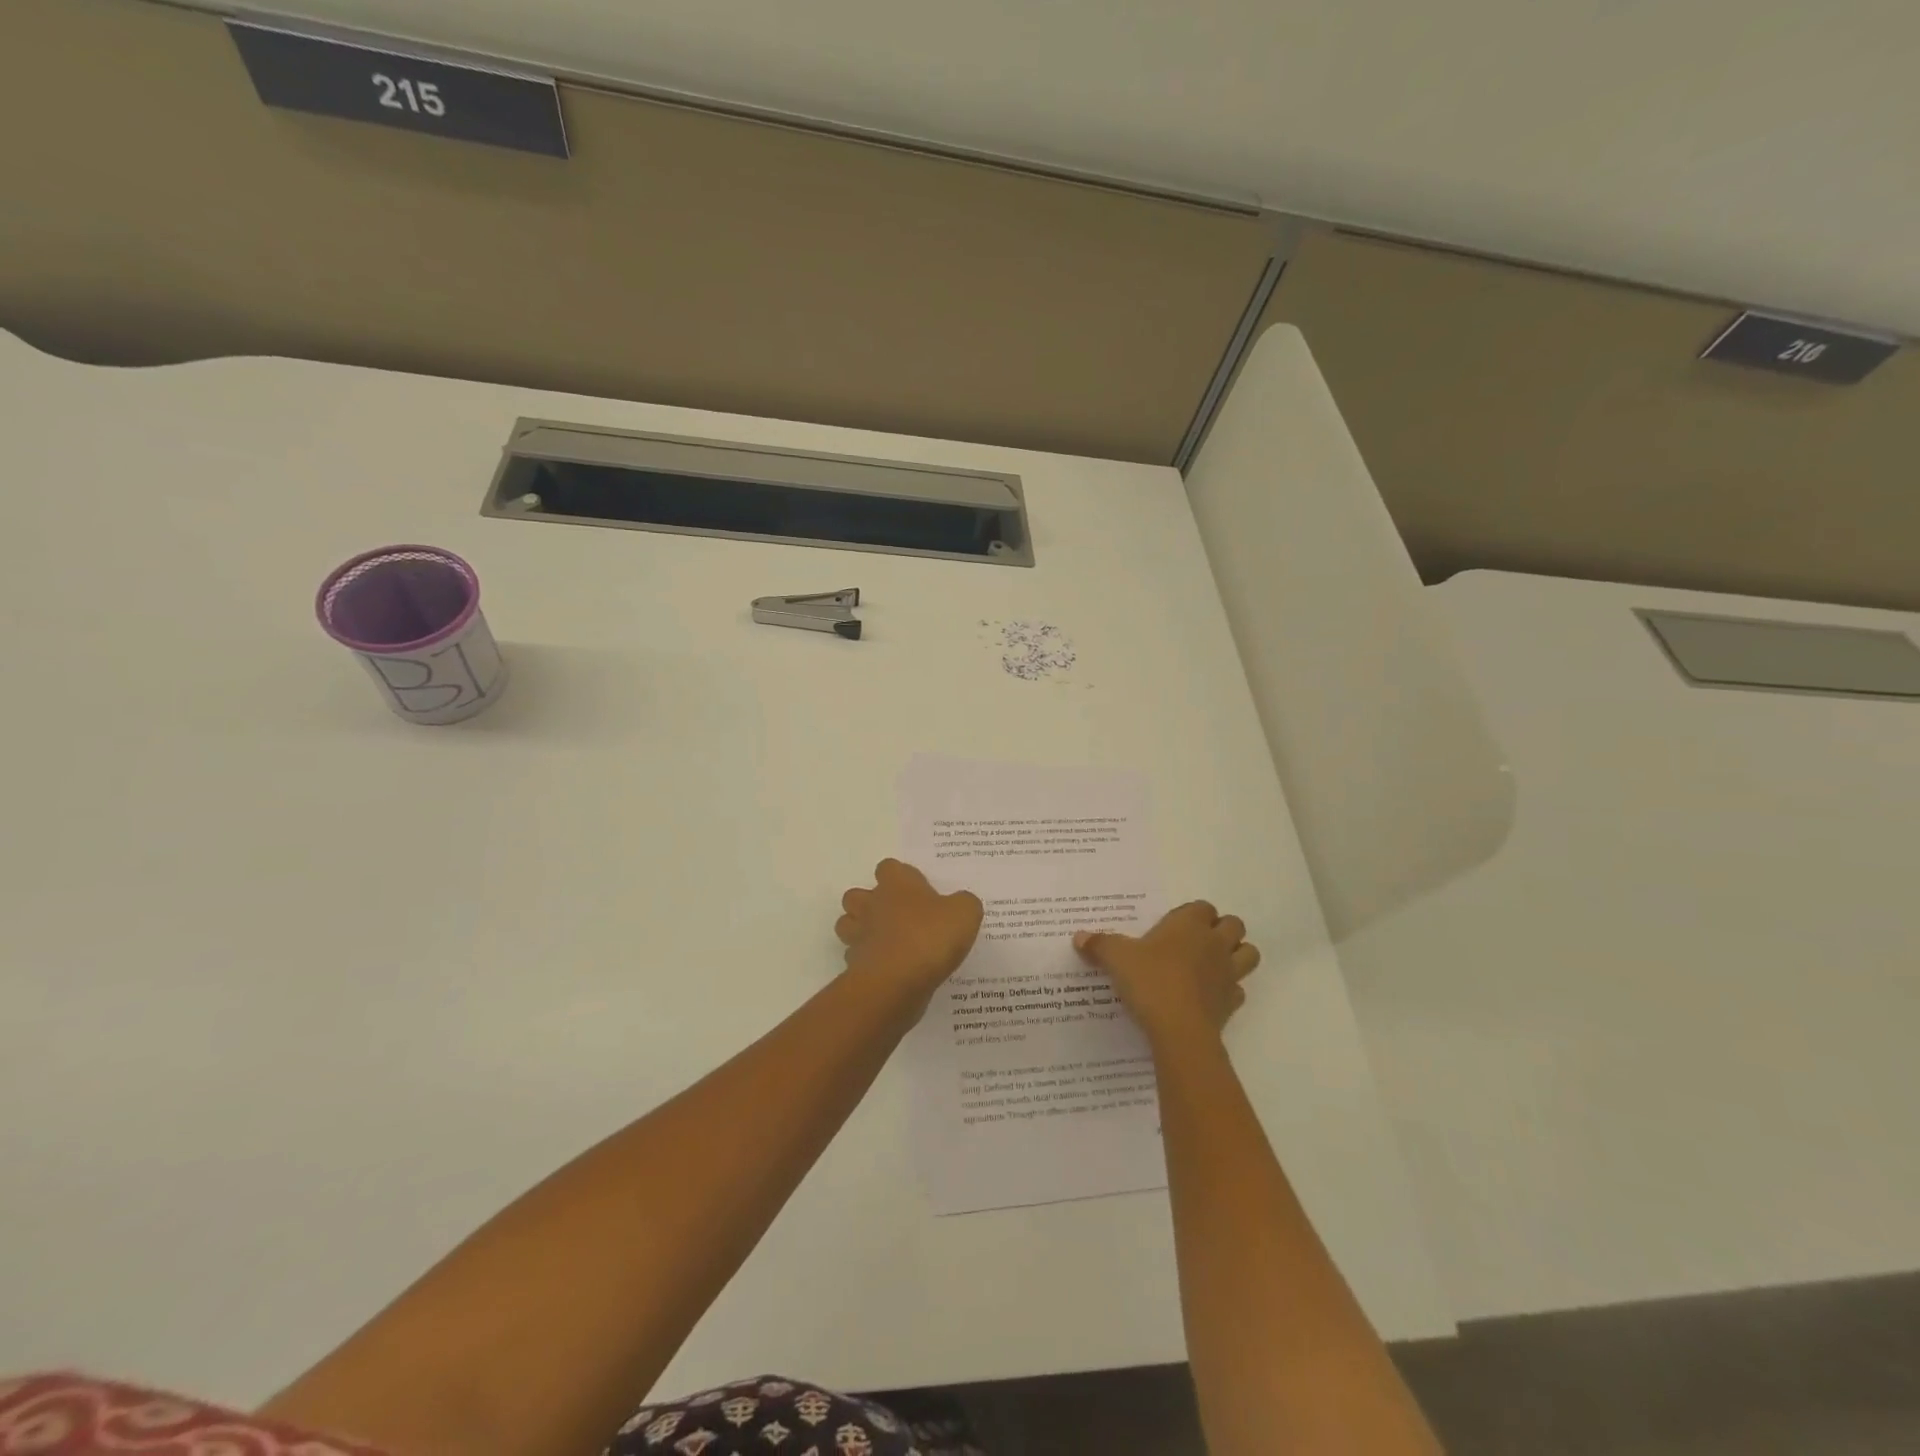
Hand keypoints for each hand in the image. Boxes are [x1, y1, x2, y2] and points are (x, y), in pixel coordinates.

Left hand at [836, 859, 983, 1000]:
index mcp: (897, 885)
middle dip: (871, 903)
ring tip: (887, 942)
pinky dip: (867, 961)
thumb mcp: (965, 913)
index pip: (889, 867)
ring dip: (862, 930)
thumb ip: (963, 903)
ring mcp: (859, 935)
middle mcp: (872, 904)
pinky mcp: (854, 965)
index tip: (918, 891)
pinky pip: (855, 957)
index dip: (901, 877)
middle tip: (898, 917)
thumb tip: (959, 904)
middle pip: (857, 895)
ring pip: (848, 924)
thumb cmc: (930, 937)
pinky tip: (888, 970)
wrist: (897, 982)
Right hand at [1073, 901, 1260, 1045]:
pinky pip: (1238, 990)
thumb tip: (1079, 937)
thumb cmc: (1150, 981)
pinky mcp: (1232, 1003)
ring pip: (1248, 954)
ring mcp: (1228, 973)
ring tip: (1211, 964)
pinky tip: (1208, 996)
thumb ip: (1099, 945)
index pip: (1203, 907)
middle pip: (1234, 925)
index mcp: (1190, 925)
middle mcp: (1214, 943)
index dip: (1191, 914)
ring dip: (1236, 955)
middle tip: (1195, 942)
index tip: (1172, 926)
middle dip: (1221, 930)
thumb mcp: (1116, 958)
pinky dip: (1228, 990)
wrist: (1179, 1029)